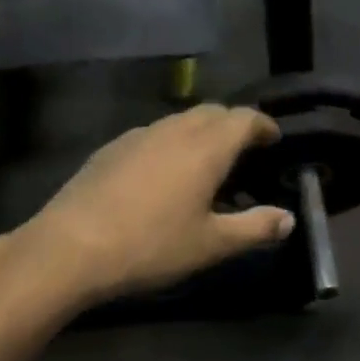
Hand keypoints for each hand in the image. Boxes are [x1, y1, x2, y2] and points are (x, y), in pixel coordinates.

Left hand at [16, 105, 294, 307]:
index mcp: (205, 147)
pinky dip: (170, 145)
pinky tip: (162, 177)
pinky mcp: (110, 149)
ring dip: (200, 134)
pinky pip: (153, 136)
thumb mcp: (212, 245)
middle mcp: (173, 130)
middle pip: (211, 112)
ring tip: (205, 167)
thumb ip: (255, 228)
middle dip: (233, 126)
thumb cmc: (151, 245)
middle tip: (244, 154)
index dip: (263, 126)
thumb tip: (288, 218)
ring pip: (179, 122)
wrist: (71, 247)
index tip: (273, 139)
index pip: (244, 118)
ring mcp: (137, 136)